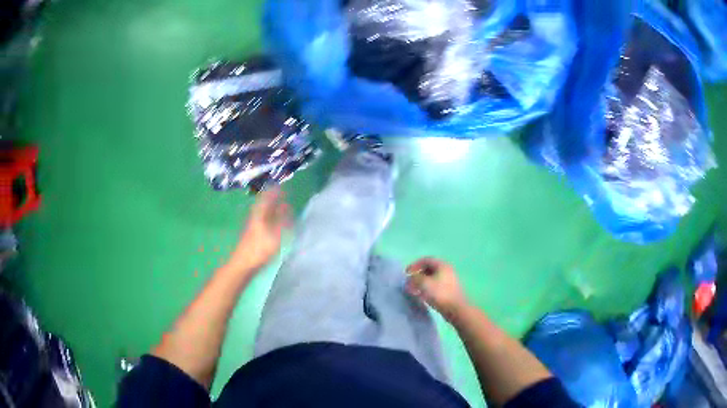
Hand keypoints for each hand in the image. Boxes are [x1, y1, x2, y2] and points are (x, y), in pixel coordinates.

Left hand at [229, 188, 291, 271]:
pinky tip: (274, 223)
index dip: (273, 192)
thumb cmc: (259, 250)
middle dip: (272, 199)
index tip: (281, 186)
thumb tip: (286, 206)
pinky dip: (269, 218)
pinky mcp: (252, 236)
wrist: (242, 265)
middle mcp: (255, 218)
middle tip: (282, 195)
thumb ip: (281, 220)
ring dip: (271, 208)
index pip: (266, 199)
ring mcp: (252, 227)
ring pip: (262, 213)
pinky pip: (262, 221)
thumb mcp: (274, 235)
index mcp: (259, 215)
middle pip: (263, 205)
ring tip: (280, 207)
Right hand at [406, 257, 468, 321]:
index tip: (406, 273)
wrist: (456, 309)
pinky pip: (435, 287)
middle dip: (417, 275)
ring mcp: (449, 281)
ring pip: (432, 279)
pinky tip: (422, 297)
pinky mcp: (449, 292)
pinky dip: (427, 289)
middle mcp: (446, 270)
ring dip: (421, 283)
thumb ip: (414, 279)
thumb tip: (409, 279)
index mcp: (442, 265)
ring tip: (414, 291)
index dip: (414, 265)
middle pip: (429, 269)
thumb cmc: (440, 294)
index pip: (426, 260)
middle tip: (409, 283)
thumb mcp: (423, 284)